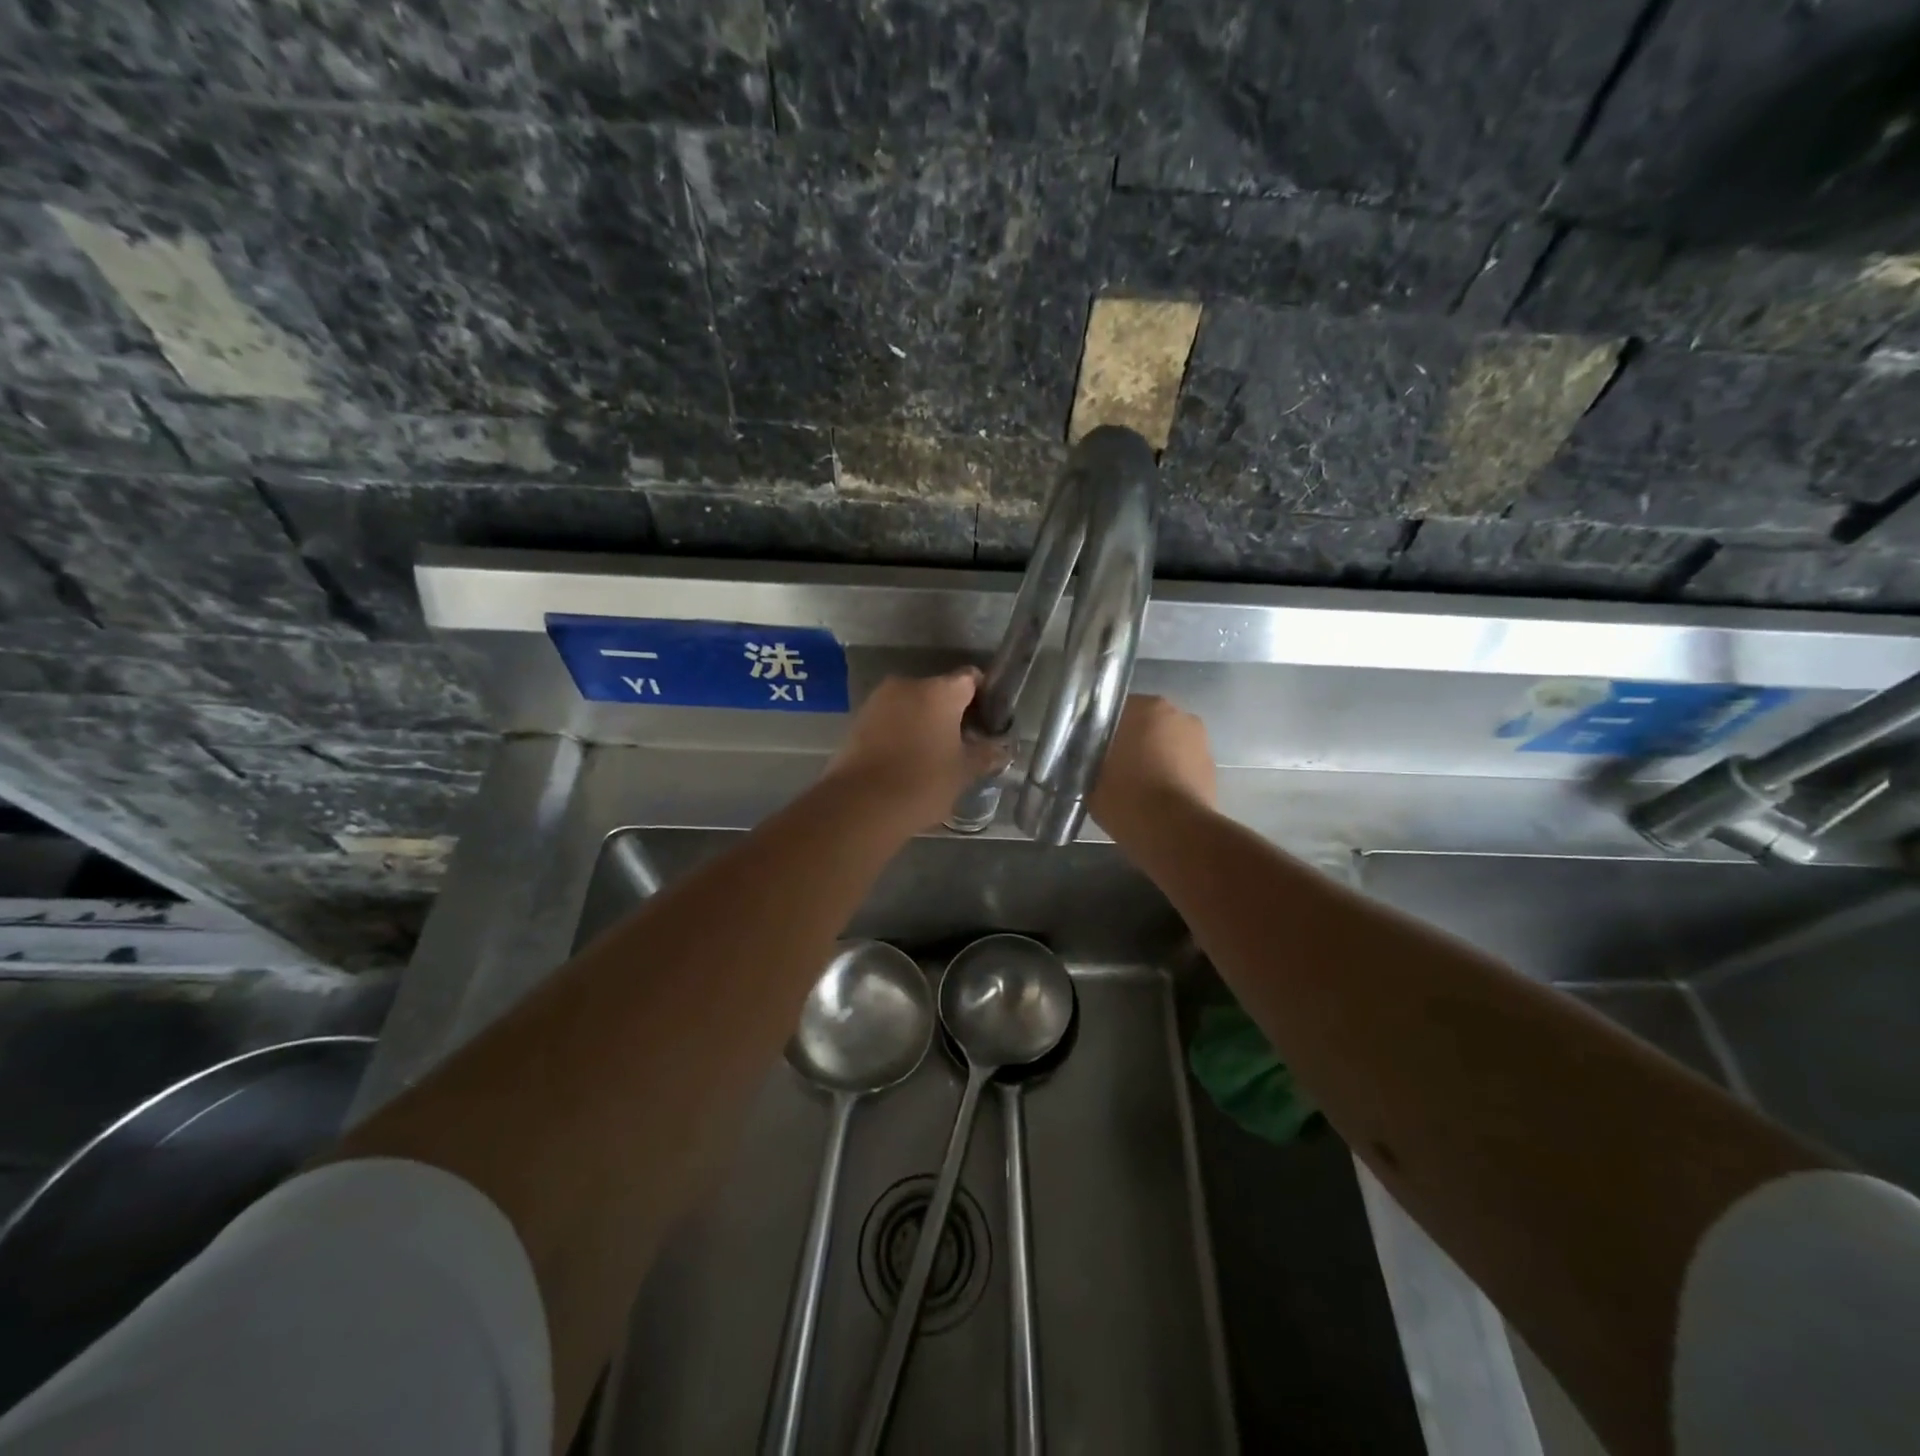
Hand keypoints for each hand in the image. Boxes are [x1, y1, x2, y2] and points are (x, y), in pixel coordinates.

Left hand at [825, 669, 1000, 832]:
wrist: (861, 804)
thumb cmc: (923, 782)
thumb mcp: (964, 772)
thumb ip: (985, 754)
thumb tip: (1001, 749)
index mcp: (940, 691)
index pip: (970, 678)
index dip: (983, 697)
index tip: (988, 722)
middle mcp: (908, 685)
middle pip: (939, 691)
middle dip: (952, 713)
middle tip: (963, 744)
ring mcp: (879, 701)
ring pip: (912, 705)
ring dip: (925, 723)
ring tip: (934, 756)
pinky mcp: (858, 720)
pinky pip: (891, 719)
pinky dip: (902, 732)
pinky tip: (907, 760)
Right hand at [1090, 695, 1216, 841]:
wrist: (1174, 832)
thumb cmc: (1126, 797)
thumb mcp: (1090, 778)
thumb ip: (1090, 759)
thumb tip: (1091, 759)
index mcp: (1145, 707)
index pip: (1116, 708)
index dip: (1103, 728)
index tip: (1093, 748)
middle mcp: (1177, 714)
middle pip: (1146, 722)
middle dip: (1133, 739)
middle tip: (1114, 765)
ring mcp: (1200, 740)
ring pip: (1167, 742)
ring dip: (1155, 754)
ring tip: (1138, 784)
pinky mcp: (1212, 766)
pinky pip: (1183, 762)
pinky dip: (1172, 772)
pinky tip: (1158, 795)